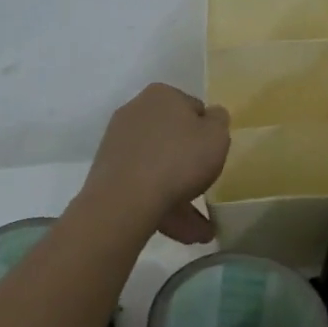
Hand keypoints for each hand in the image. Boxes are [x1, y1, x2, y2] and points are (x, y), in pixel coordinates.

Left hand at [83, 83, 229, 242]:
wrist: (125, 200)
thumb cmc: (179, 159)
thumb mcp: (217, 135)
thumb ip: (220, 120)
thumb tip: (211, 115)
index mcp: (162, 95)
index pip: (193, 108)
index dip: (207, 132)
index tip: (213, 155)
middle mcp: (136, 111)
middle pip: (173, 139)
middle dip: (191, 167)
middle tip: (207, 190)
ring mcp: (118, 143)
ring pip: (159, 167)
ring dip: (180, 195)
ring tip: (199, 231)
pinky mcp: (107, 172)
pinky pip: (143, 185)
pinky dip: (161, 204)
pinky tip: (179, 231)